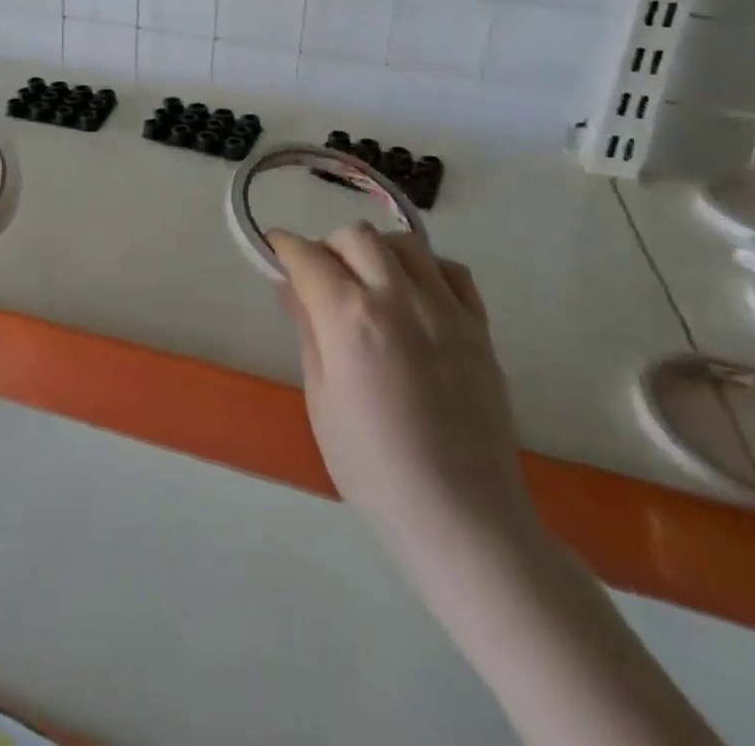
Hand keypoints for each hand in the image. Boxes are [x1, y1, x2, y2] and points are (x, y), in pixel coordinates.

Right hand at [271, 223, 535, 564]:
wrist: (463, 518)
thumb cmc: (373, 468)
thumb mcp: (321, 400)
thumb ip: (308, 331)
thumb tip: (290, 286)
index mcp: (349, 319)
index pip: (308, 257)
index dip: (284, 246)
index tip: (274, 247)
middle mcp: (398, 299)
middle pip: (356, 237)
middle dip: (328, 246)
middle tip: (320, 276)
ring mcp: (445, 311)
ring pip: (405, 243)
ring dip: (376, 252)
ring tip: (369, 283)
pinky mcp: (479, 329)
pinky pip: (452, 271)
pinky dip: (427, 269)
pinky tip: (415, 297)